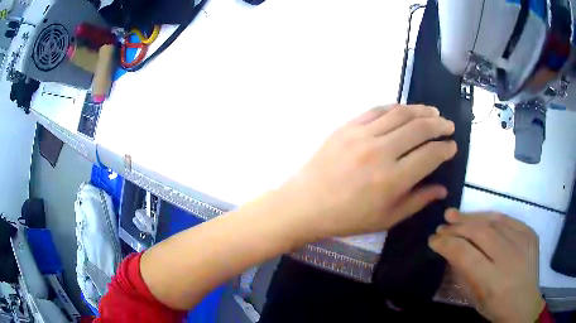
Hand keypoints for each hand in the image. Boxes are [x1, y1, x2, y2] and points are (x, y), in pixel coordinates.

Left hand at [280, 104, 456, 237]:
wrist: (307, 203)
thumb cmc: (348, 218)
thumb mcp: (387, 218)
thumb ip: (418, 201)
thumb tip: (442, 189)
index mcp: (392, 180)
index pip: (430, 155)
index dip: (445, 149)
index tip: (452, 147)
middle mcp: (380, 152)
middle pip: (419, 128)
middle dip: (439, 125)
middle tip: (448, 126)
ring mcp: (362, 135)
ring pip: (400, 113)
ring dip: (421, 110)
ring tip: (433, 112)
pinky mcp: (347, 127)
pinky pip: (377, 110)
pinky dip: (395, 107)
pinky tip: (405, 110)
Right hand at [429, 209, 543, 322]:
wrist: (525, 303)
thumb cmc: (496, 308)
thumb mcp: (475, 299)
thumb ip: (464, 274)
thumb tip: (451, 251)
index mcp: (492, 280)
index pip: (465, 253)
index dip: (446, 244)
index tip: (433, 241)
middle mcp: (509, 257)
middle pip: (479, 233)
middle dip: (457, 227)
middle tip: (442, 226)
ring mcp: (523, 241)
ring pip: (493, 221)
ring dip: (471, 217)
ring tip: (455, 215)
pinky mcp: (530, 233)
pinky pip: (508, 219)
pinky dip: (490, 217)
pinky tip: (480, 218)